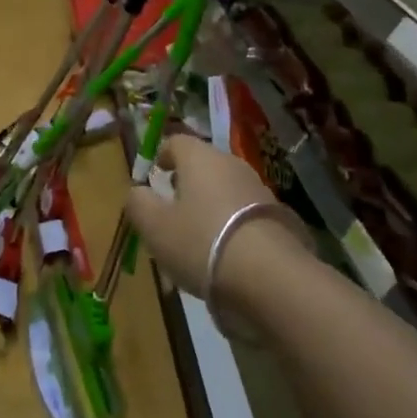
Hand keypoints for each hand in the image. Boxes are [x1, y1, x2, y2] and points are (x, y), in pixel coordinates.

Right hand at [124, 135, 290, 300]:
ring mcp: (259, 188)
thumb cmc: (201, 242)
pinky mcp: (278, 215)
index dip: (163, 156)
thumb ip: (138, 204)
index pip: (176, 141)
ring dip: (209, 206)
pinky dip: (231, 225)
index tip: (155, 175)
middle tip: (172, 209)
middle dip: (186, 183)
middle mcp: (231, 164)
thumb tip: (137, 191)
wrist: (270, 275)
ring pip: (224, 190)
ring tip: (197, 238)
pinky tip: (225, 254)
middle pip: (203, 165)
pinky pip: (244, 213)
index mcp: (199, 158)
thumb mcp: (154, 227)